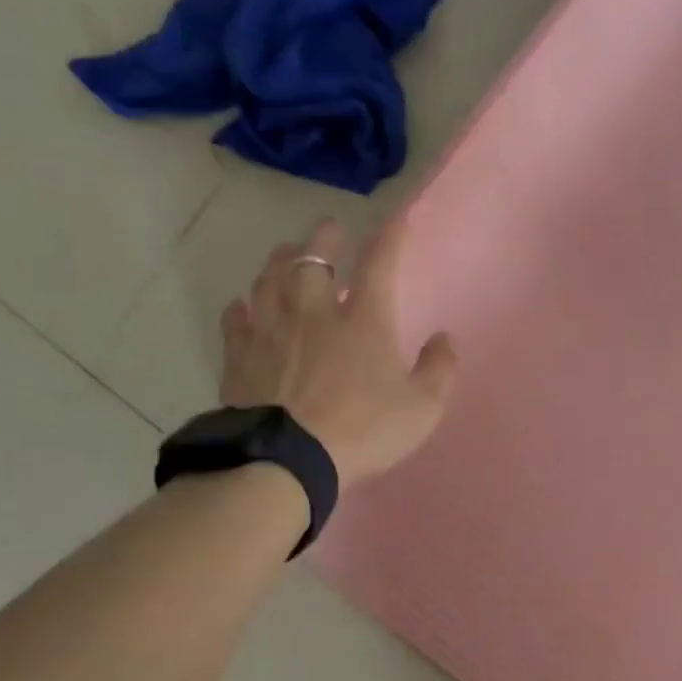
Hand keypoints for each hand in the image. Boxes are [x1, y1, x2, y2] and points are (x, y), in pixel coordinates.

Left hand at [219, 217, 455, 485]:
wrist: (287, 459)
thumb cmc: (363, 431)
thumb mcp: (421, 409)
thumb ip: (439, 370)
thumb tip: (446, 338)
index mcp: (363, 321)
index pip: (379, 265)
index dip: (388, 239)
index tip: (395, 221)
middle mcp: (314, 313)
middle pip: (314, 259)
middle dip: (324, 237)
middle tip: (329, 226)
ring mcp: (271, 331)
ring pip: (270, 279)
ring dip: (280, 260)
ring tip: (285, 251)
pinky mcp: (240, 356)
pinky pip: (235, 320)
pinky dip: (240, 307)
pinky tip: (241, 305)